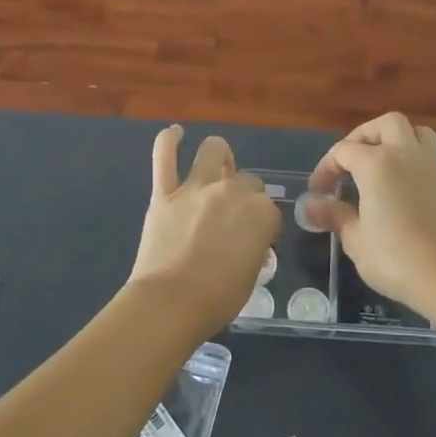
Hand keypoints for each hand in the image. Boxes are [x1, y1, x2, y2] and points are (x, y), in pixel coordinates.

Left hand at [128, 125, 279, 332]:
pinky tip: (175, 133)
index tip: (257, 244)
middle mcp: (232, 191)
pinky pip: (165, 157)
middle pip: (247, 181)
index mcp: (261, 212)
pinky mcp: (164, 193)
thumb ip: (255, 248)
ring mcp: (196, 188)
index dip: (265, 227)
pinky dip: (169, 141)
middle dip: (246, 196)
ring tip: (218, 166)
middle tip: (235, 219)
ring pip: (213, 152)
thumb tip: (250, 243)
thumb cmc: (218, 298)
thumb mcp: (253, 275)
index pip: (270, 211)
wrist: (170, 303)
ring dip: (219, 156)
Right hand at [302, 112, 435, 312]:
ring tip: (376, 164)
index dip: (325, 168)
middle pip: (385, 125)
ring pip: (414, 132)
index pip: (343, 151)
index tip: (317, 192)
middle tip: (348, 163)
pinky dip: (409, 158)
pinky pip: (426, 154)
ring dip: (393, 139)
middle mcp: (405, 154)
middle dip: (363, 137)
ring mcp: (430, 166)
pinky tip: (397, 185)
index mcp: (377, 163)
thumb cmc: (394, 257)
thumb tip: (310, 206)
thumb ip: (333, 215)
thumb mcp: (355, 238)